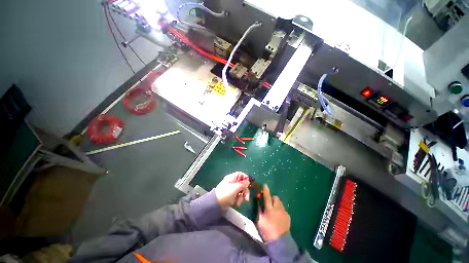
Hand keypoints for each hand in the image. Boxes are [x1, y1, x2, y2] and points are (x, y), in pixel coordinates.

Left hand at [215, 172, 249, 208]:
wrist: (216, 204)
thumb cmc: (225, 193)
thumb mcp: (235, 188)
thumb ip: (242, 184)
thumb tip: (248, 181)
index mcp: (232, 178)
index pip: (241, 174)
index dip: (245, 178)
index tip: (248, 184)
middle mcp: (233, 182)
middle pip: (243, 184)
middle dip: (245, 191)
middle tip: (246, 198)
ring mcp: (232, 190)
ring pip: (241, 191)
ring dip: (241, 197)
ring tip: (238, 202)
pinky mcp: (232, 196)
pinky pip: (238, 197)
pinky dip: (238, 200)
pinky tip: (235, 203)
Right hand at [257, 184, 290, 241]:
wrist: (279, 242)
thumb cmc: (267, 231)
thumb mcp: (259, 221)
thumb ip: (259, 210)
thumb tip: (258, 201)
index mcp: (269, 209)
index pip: (267, 196)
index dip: (266, 190)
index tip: (265, 184)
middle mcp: (278, 208)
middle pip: (276, 197)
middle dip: (272, 198)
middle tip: (269, 202)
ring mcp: (284, 212)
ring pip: (280, 202)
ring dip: (276, 203)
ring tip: (274, 209)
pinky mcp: (288, 216)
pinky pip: (283, 209)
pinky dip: (280, 209)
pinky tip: (278, 216)